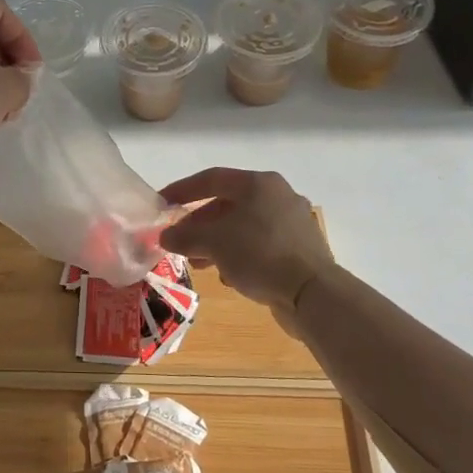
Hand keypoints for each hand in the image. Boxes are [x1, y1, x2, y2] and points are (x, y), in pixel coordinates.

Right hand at [158, 168, 334, 315]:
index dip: (182, 190)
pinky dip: (239, 255)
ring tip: (199, 264)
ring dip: (217, 243)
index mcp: (259, 184)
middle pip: (227, 204)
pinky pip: (259, 245)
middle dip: (199, 224)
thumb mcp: (213, 243)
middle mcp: (278, 196)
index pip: (211, 178)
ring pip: (243, 226)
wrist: (312, 293)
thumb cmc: (259, 254)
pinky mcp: (299, 248)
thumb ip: (185, 236)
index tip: (161, 203)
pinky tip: (229, 276)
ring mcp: (292, 222)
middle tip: (179, 241)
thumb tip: (165, 236)